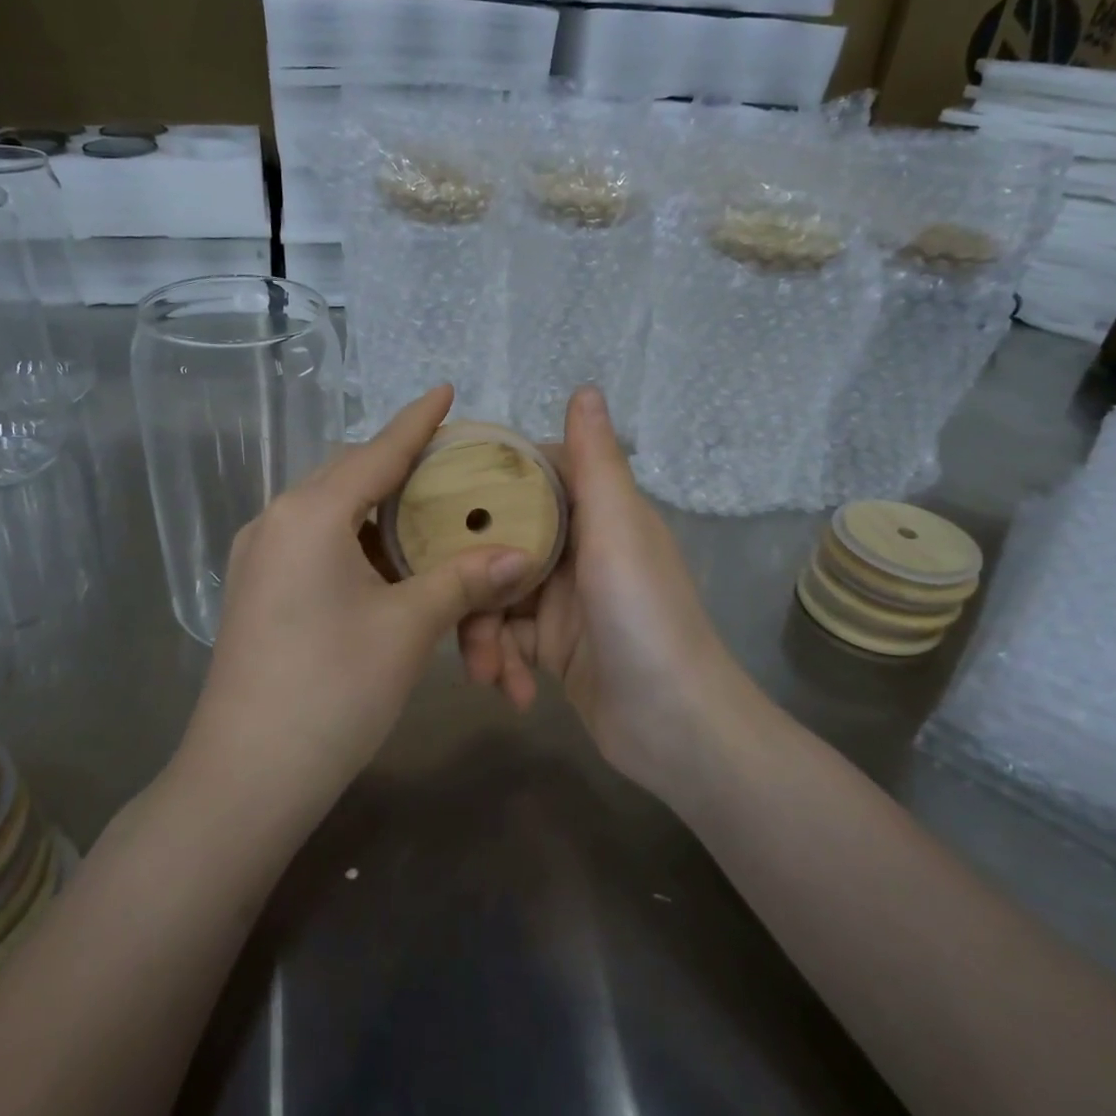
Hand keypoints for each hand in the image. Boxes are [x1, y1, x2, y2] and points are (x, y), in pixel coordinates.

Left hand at [182, 385, 534, 812]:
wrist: (247, 775)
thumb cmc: (333, 689)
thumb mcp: (408, 628)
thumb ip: (462, 580)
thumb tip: (518, 555)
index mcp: (311, 513)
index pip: (377, 452)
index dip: (416, 422)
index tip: (446, 390)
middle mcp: (276, 521)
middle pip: (349, 475)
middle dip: (398, 464)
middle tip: (451, 463)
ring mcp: (259, 557)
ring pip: (330, 512)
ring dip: (376, 508)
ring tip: (428, 510)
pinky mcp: (256, 590)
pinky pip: (314, 544)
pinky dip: (354, 541)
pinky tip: (387, 560)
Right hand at [458, 386, 751, 804]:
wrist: (676, 727)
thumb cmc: (644, 617)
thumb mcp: (617, 532)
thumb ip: (595, 463)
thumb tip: (585, 388)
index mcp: (598, 514)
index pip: (534, 477)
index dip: (489, 480)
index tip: (439, 489)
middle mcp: (580, 550)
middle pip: (501, 542)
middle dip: (471, 576)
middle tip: (444, 598)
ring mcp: (564, 601)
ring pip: (496, 596)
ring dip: (483, 633)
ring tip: (485, 670)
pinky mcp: (554, 647)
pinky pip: (509, 640)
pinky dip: (504, 663)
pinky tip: (510, 691)